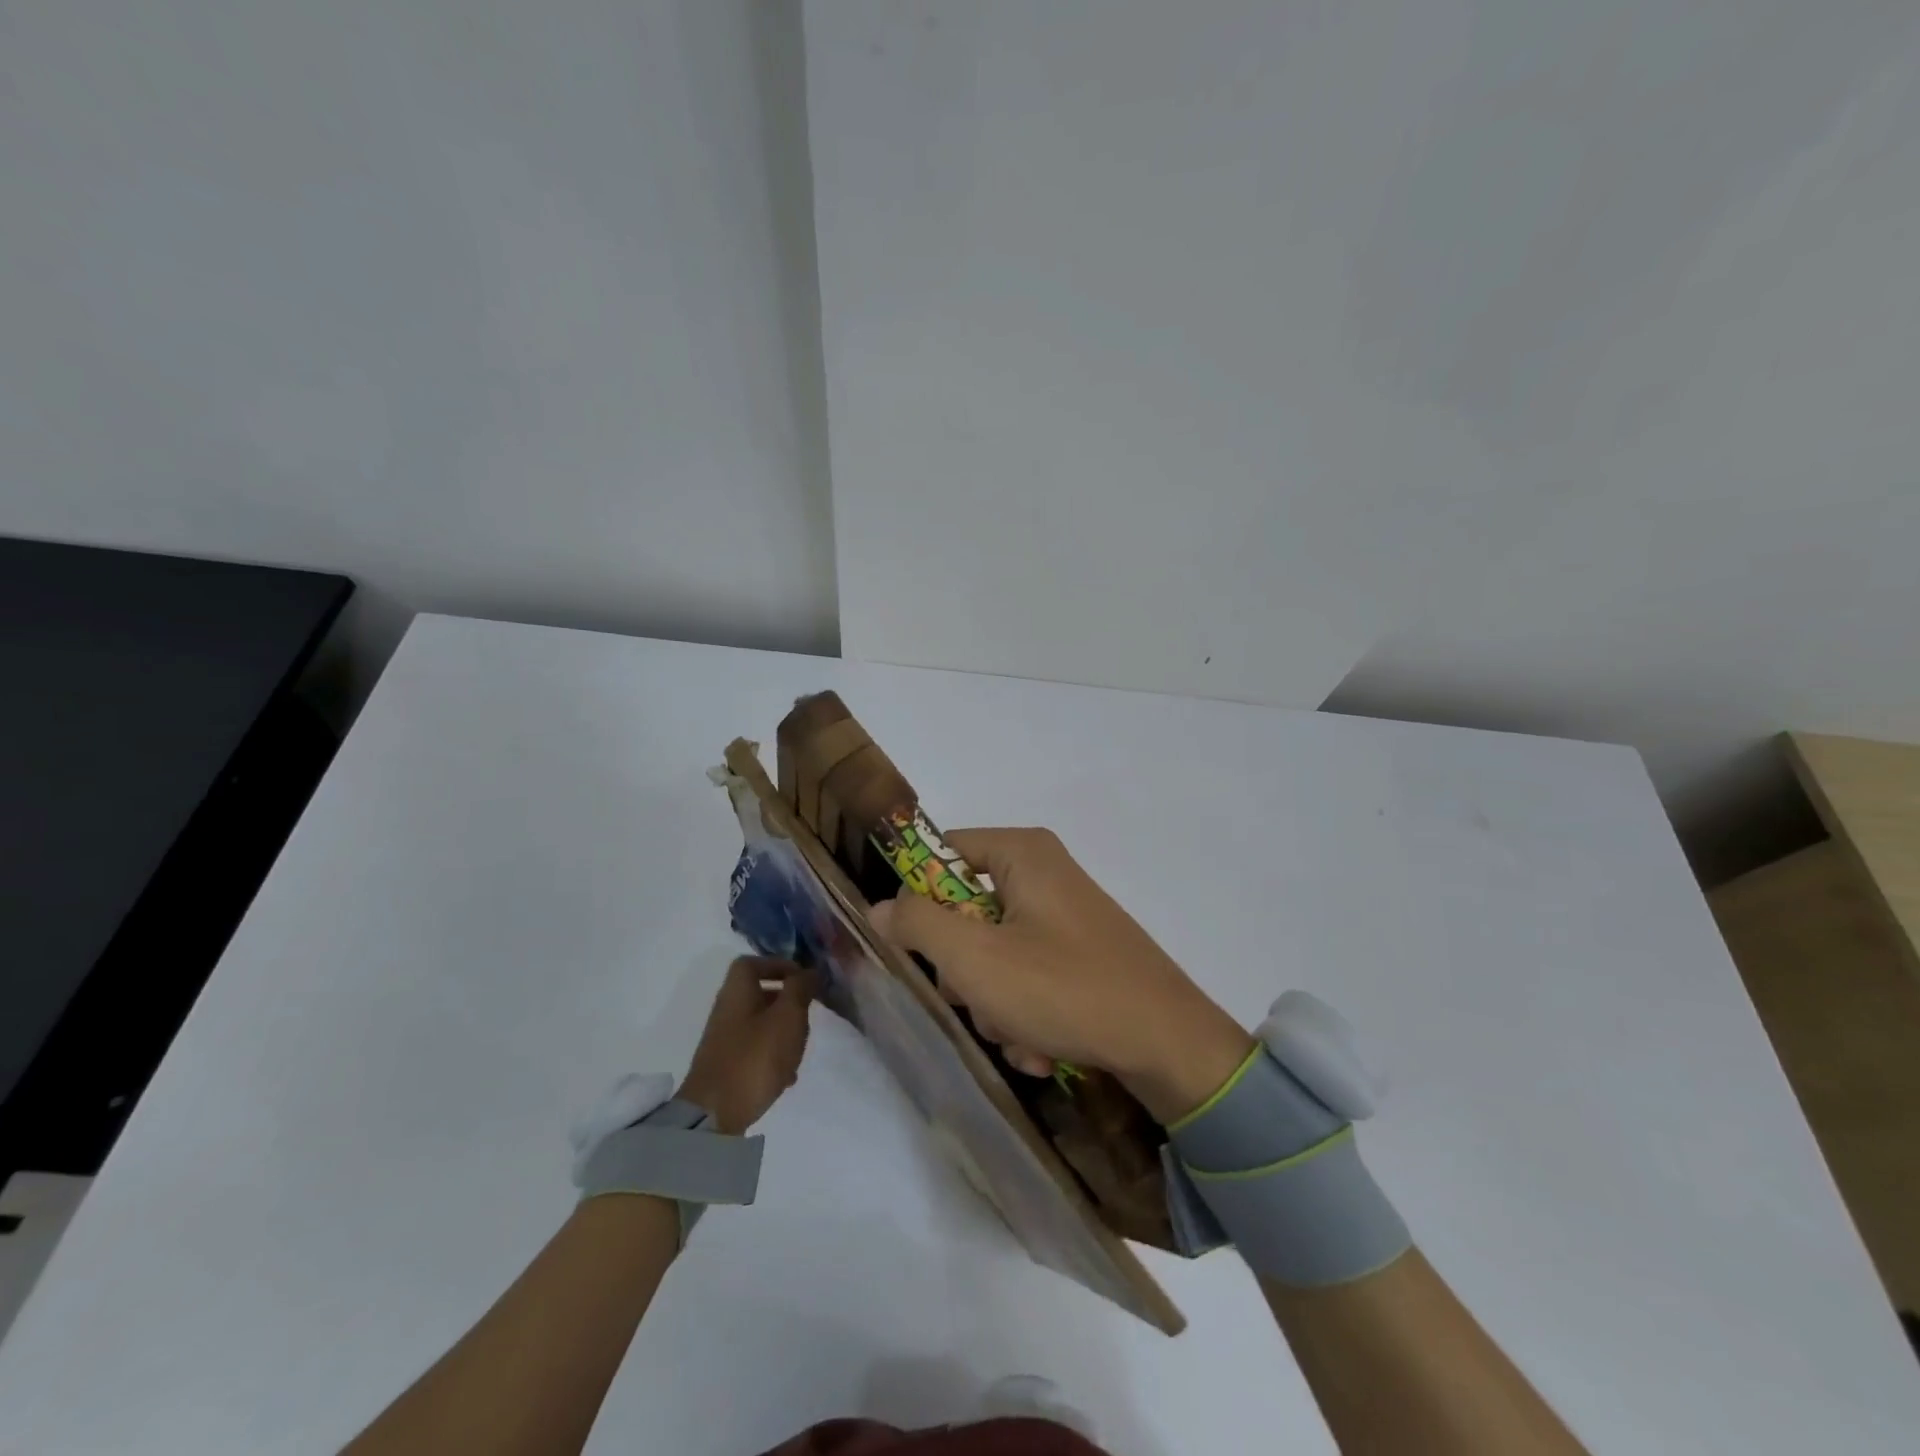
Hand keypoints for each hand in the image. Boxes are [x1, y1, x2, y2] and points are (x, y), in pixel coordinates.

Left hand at [676, 957, 814, 1134]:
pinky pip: (755, 1050)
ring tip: (800, 1048)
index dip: (778, 965)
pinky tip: (787, 1075)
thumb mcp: (787, 1016)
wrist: (713, 1114)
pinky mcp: (727, 1066)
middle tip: (807, 1015)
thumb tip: (808, 971)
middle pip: (759, 993)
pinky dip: (773, 1055)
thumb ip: (800, 989)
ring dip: (783, 1031)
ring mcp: (724, 1039)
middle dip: (787, 1002)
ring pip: (760, 1023)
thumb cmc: (755, 1056)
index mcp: (737, 991)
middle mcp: (727, 1010)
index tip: (802, 979)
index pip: (752, 963)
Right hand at [867, 828, 1252, 1123]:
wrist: (1170, 1045)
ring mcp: (1064, 917)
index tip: (911, 946)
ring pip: (994, 953)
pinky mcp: (1080, 954)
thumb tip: (880, 907)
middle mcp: (1044, 874)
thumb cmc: (1063, 987)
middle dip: (964, 970)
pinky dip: (1025, 1013)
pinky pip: (1028, 975)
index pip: (942, 854)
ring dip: (994, 1003)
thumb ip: (917, 924)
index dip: (917, 898)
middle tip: (978, 999)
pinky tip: (1042, 1046)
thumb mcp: (975, 958)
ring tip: (1020, 1034)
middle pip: (965, 911)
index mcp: (1023, 853)